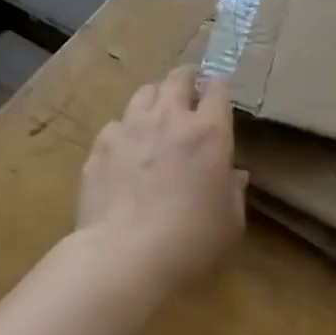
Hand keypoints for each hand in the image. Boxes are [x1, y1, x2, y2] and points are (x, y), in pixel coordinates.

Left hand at [77, 67, 247, 294]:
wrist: (124, 257)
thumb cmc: (190, 241)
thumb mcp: (230, 222)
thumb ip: (234, 192)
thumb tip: (235, 175)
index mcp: (209, 132)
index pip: (218, 88)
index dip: (219, 86)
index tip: (218, 93)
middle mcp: (170, 119)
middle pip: (177, 78)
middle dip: (186, 79)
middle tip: (189, 93)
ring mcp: (130, 129)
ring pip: (144, 93)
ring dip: (155, 99)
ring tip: (156, 117)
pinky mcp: (100, 147)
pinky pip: (115, 125)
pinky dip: (125, 131)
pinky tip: (125, 152)